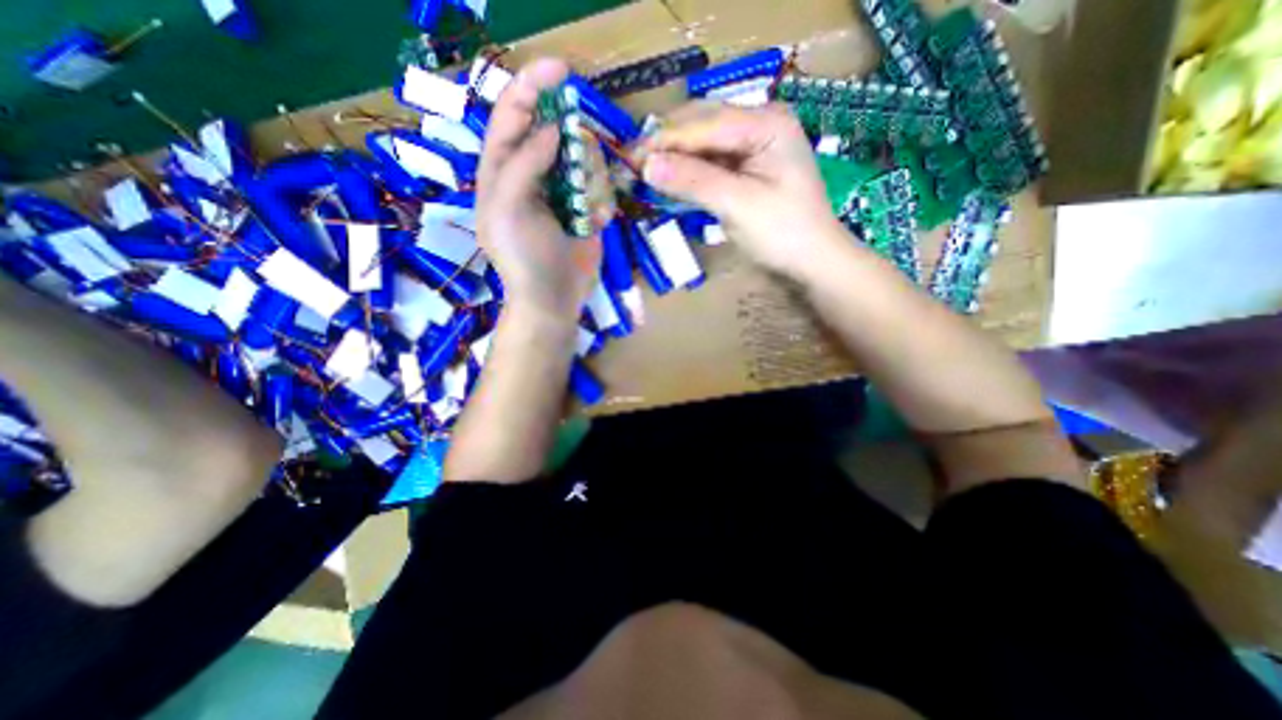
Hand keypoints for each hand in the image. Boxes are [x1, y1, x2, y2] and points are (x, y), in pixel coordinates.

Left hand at [474, 57, 606, 325]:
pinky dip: (602, 202)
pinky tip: (595, 224)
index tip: (561, 70)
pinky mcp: (586, 210)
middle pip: (556, 134)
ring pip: (585, 160)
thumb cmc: (523, 257)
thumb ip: (523, 163)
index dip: (532, 88)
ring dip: (591, 181)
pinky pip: (601, 188)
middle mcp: (532, 175)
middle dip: (573, 146)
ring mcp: (562, 193)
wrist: (553, 299)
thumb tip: (551, 130)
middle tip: (581, 171)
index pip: (512, 117)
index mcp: (502, 171)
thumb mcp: (508, 208)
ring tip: (586, 212)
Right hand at [637, 100, 849, 273]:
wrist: (812, 261)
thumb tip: (646, 165)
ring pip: (702, 144)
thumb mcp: (738, 205)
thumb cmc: (783, 233)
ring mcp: (753, 145)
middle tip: (631, 167)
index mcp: (766, 122)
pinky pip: (709, 162)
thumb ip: (693, 181)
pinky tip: (669, 181)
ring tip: (643, 174)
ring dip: (673, 159)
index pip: (704, 122)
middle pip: (701, 125)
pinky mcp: (747, 167)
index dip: (664, 140)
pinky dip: (687, 173)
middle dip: (666, 146)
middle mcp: (760, 123)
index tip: (628, 158)